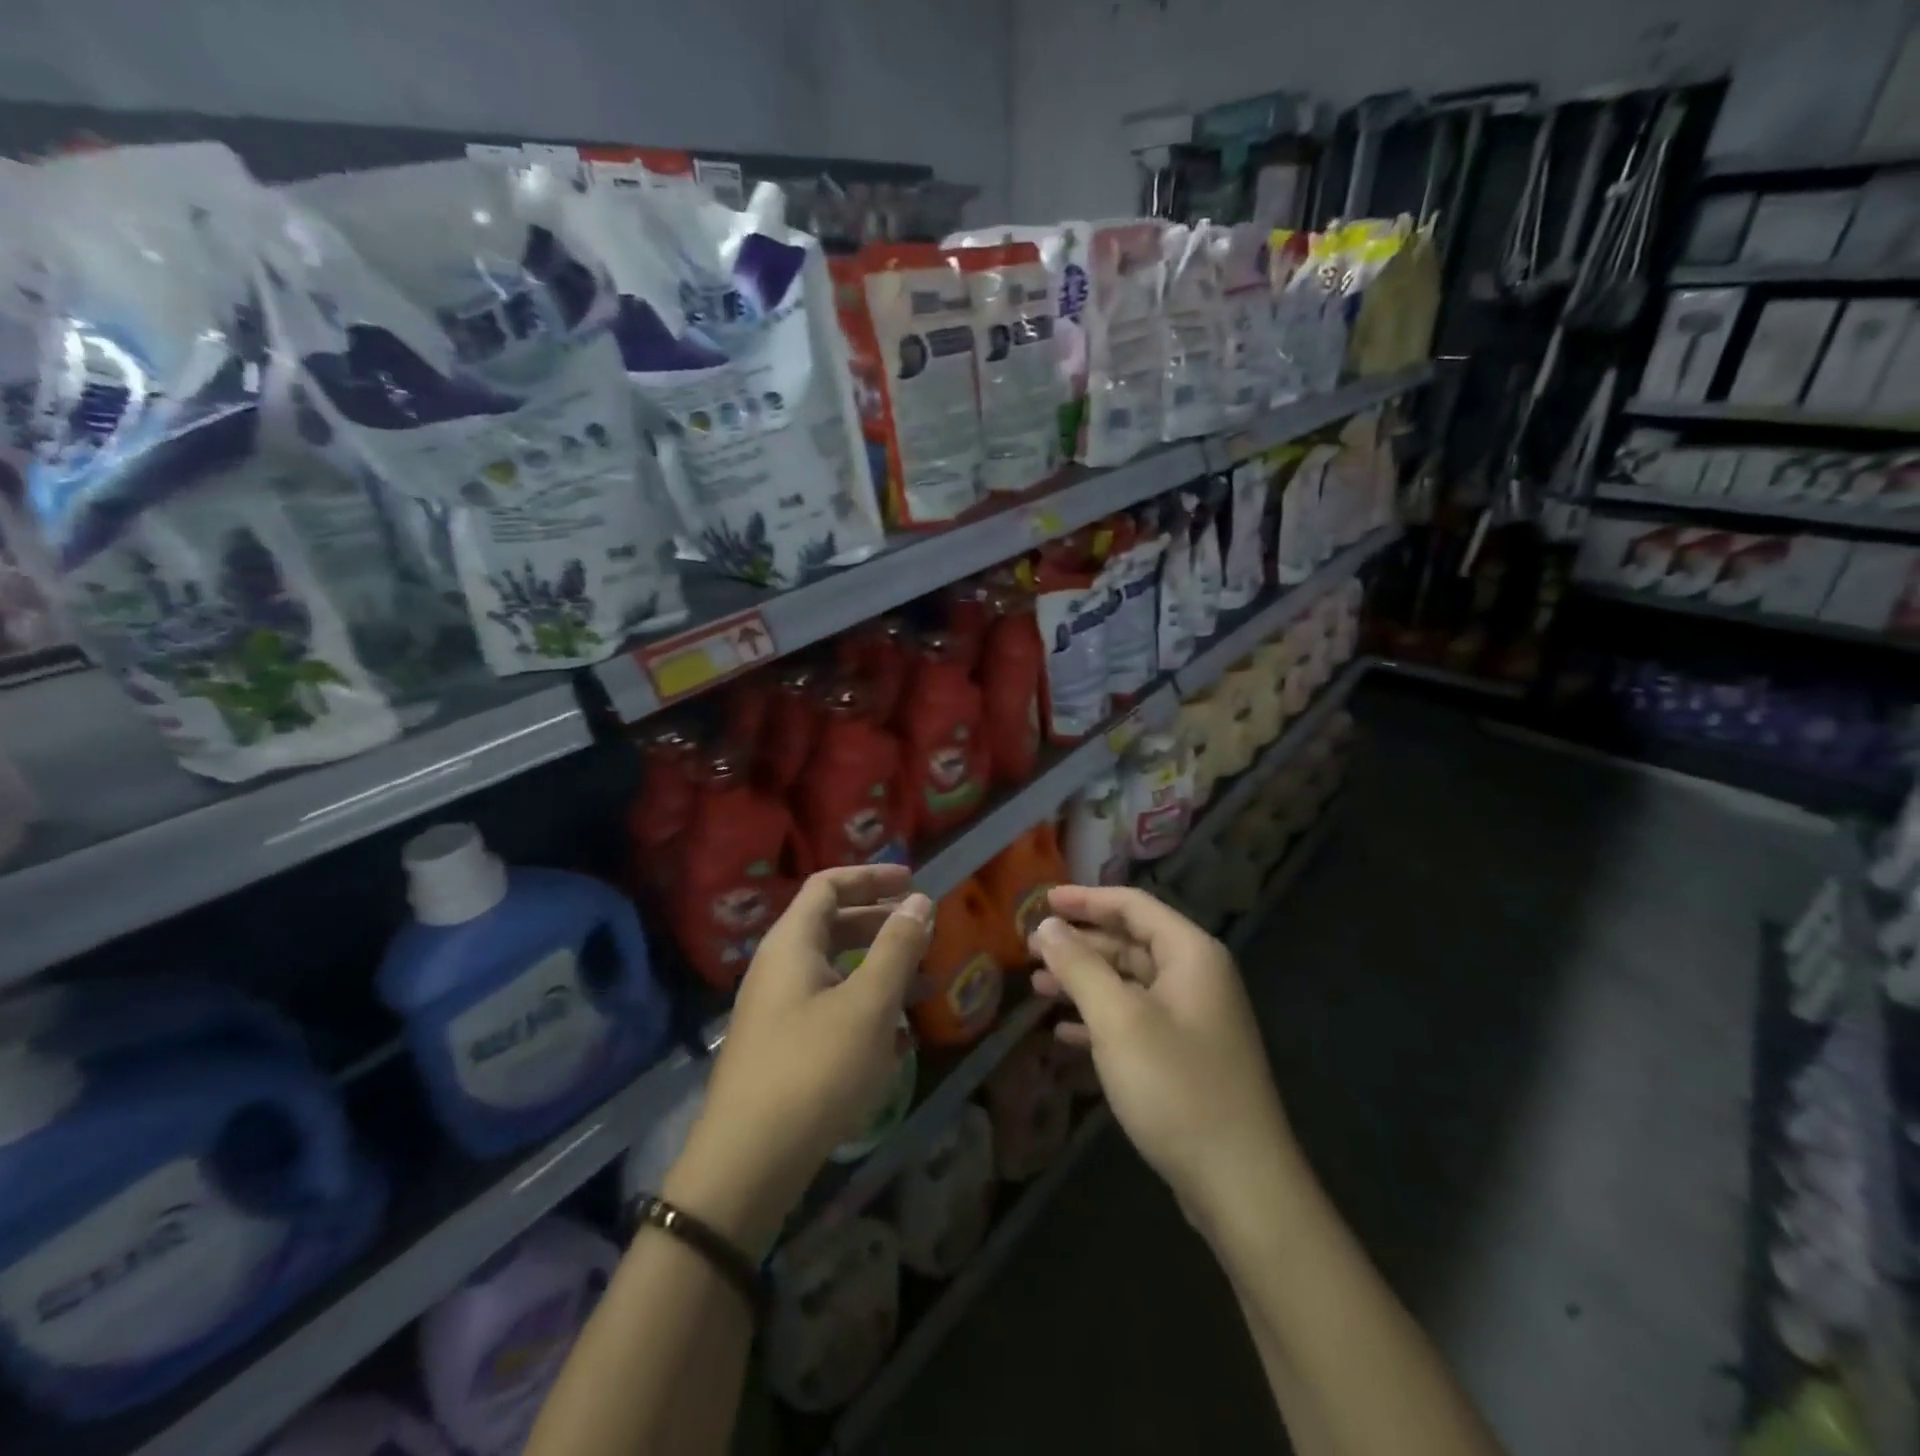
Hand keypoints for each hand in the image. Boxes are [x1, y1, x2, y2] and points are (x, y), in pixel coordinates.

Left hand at [665, 865, 931, 1252]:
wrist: (748, 1163)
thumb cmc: (814, 1069)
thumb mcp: (868, 1004)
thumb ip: (897, 947)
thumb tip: (920, 901)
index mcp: (791, 944)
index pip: (828, 885)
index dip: (871, 877)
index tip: (913, 881)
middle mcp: (778, 968)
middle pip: (831, 925)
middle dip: (879, 923)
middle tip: (922, 931)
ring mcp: (776, 1011)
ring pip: (833, 971)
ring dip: (878, 970)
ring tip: (922, 985)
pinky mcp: (782, 1049)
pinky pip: (828, 1009)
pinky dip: (863, 1008)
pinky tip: (897, 1040)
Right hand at [1029, 885, 1295, 1230]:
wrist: (1241, 1185)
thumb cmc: (1176, 1087)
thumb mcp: (1118, 1019)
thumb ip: (1080, 966)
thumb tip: (1048, 926)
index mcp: (1190, 954)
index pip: (1133, 905)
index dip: (1085, 899)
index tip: (1041, 900)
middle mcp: (1196, 977)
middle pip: (1130, 941)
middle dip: (1080, 942)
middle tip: (1032, 947)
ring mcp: (1193, 1019)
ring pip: (1129, 983)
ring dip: (1084, 981)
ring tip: (1038, 986)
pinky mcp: (1185, 1057)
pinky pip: (1135, 1020)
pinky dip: (1100, 1019)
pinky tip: (1064, 1033)